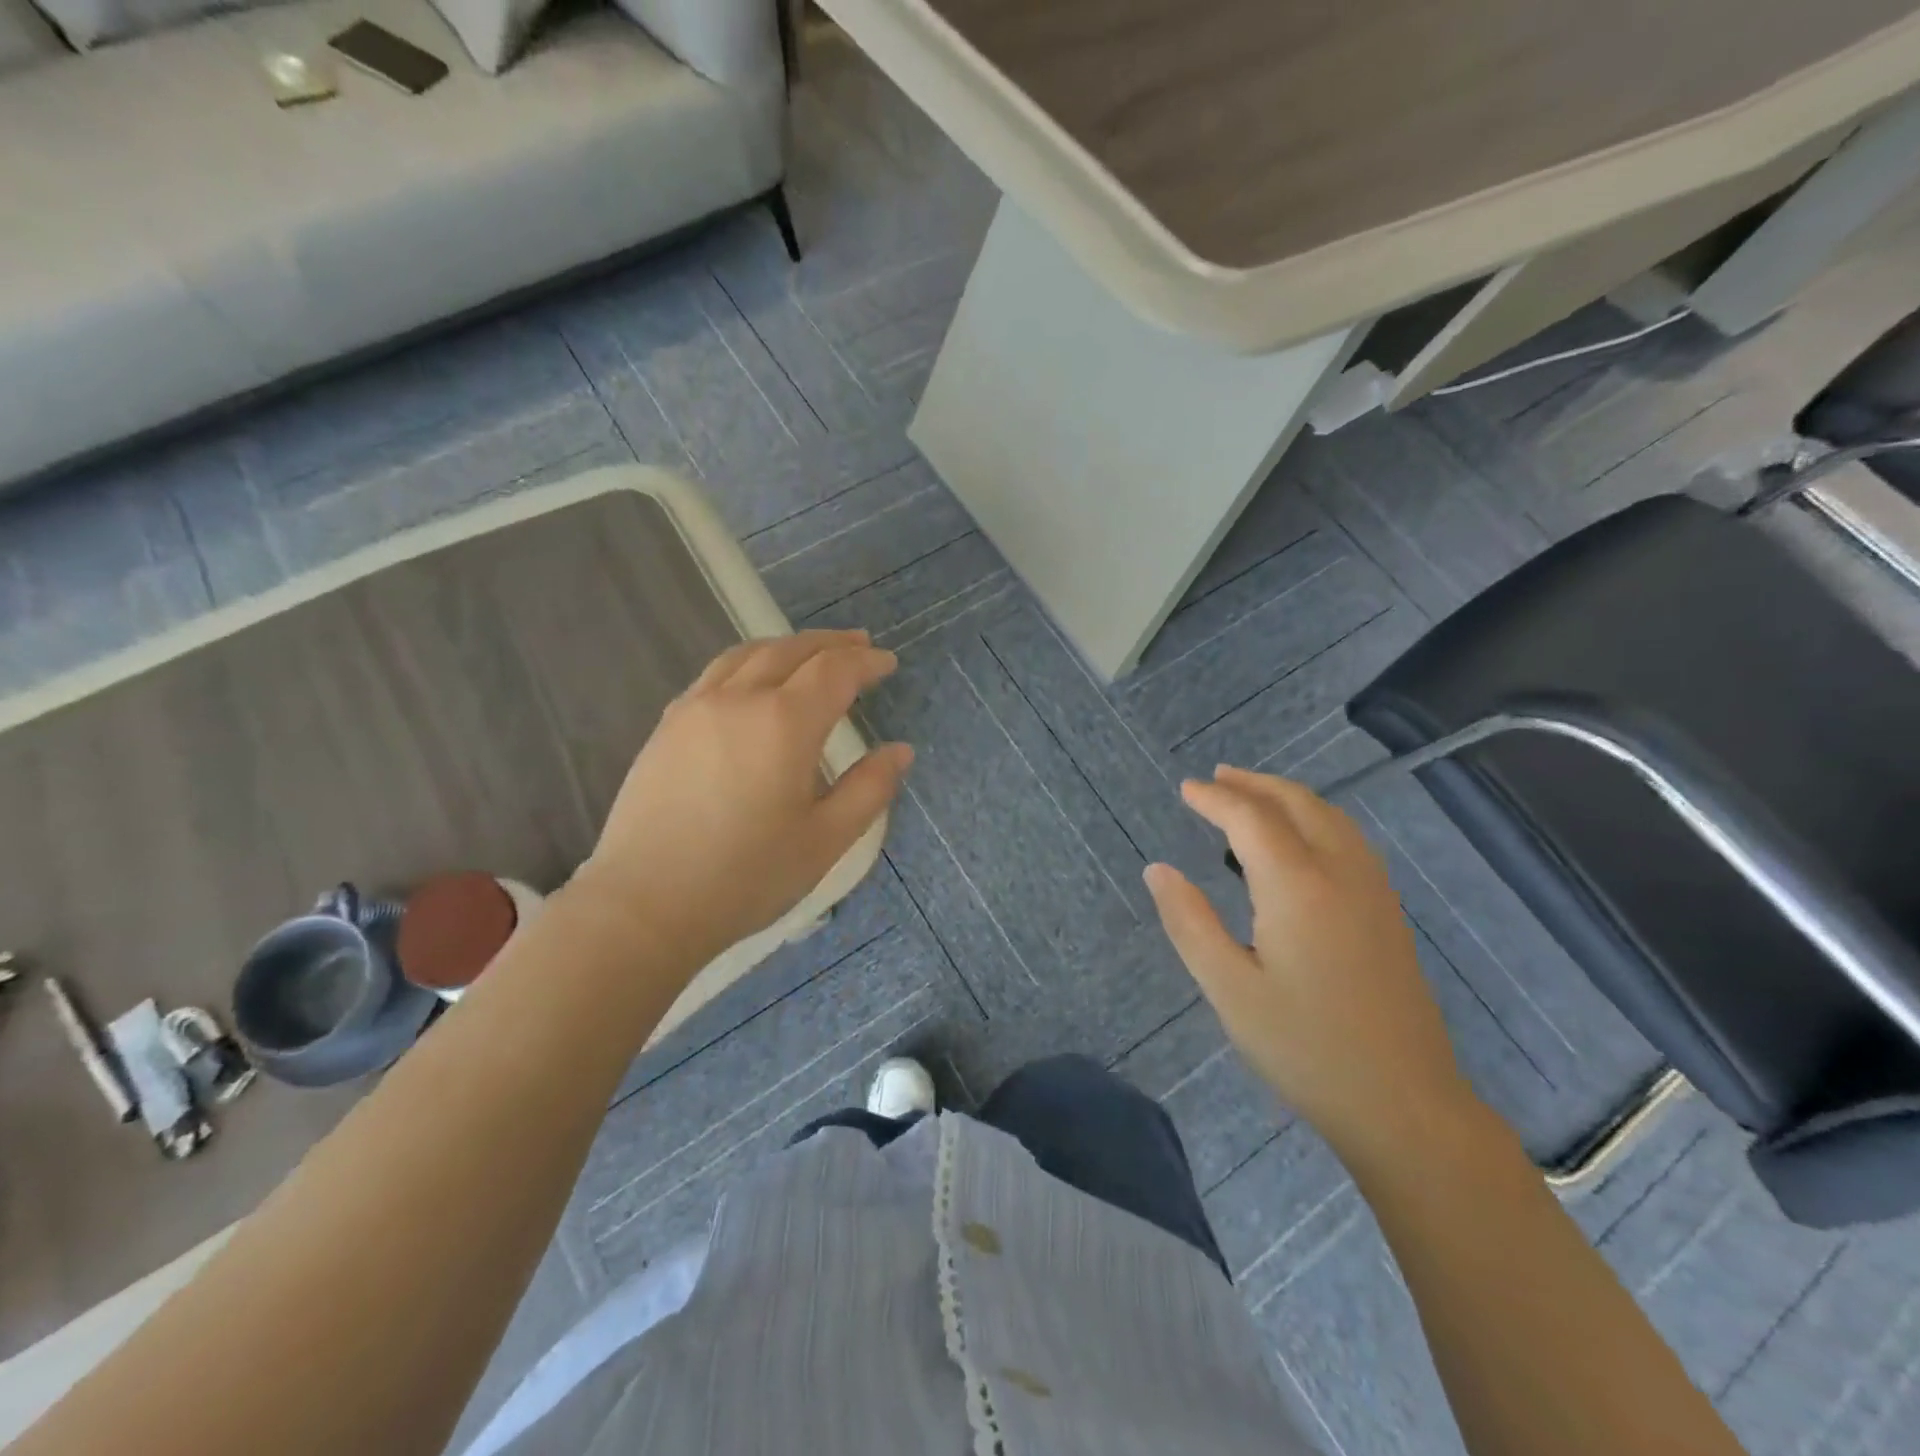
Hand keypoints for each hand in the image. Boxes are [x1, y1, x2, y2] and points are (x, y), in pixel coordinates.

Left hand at [574, 630, 911, 971]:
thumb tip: (900, 751)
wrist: (646, 905)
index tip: (888, 664)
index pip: (835, 671)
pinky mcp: (667, 726)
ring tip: (811, 653)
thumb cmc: (748, 877)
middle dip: (831, 644)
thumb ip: (870, 789)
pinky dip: (749, 663)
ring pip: (747, 654)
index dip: (866, 662)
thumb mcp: (826, 839)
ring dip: (788, 646)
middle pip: (791, 650)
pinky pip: (715, 674)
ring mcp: (695, 708)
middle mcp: (739, 699)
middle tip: (860, 645)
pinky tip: (754, 683)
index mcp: (785, 723)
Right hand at [1144, 766, 1478, 1166]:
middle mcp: (1341, 873)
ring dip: (1287, 797)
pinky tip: (1299, 841)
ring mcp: (1373, 891)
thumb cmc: (1305, 1048)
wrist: (1405, 1105)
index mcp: (1298, 886)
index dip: (1214, 799)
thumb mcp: (1229, 988)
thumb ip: (1189, 922)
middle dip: (1253, 784)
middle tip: (1215, 778)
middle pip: (1297, 804)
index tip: (1185, 789)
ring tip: (1250, 797)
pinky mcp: (1388, 913)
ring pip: (1330, 817)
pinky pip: (1349, 839)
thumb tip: (1157, 870)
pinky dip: (1315, 818)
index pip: (1251, 818)